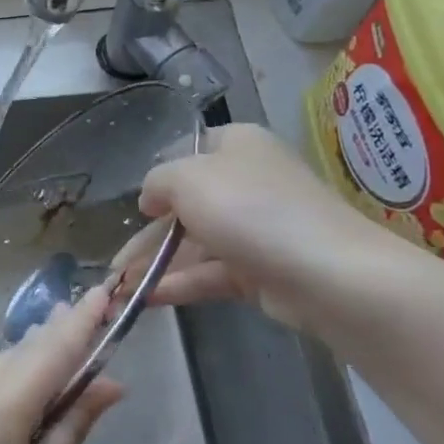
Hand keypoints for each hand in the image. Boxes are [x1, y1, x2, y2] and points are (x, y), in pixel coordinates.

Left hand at [0, 287, 123, 443]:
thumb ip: (72, 429)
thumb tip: (109, 384)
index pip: (49, 353)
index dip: (80, 323)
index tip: (102, 292)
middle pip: (18, 356)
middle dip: (54, 339)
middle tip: (85, 321)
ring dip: (26, 363)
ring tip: (56, 360)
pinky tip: (13, 400)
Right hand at [115, 124, 418, 333]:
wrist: (329, 274)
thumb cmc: (251, 210)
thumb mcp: (186, 179)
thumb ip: (156, 182)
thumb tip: (151, 199)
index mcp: (237, 145)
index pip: (188, 152)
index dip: (158, 177)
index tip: (136, 206)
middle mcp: (247, 182)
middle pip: (187, 205)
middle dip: (148, 235)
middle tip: (114, 264)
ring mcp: (256, 228)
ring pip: (196, 243)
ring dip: (157, 264)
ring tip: (120, 288)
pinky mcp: (262, 270)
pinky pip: (212, 273)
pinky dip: (180, 283)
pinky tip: (147, 298)